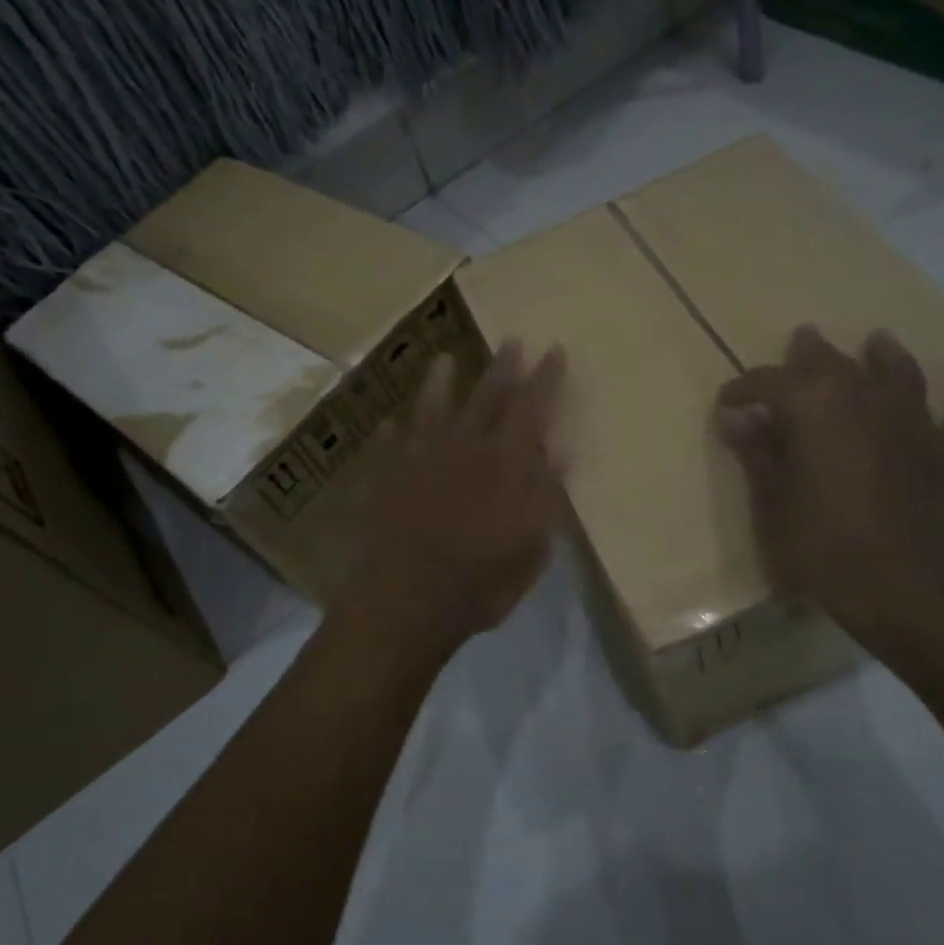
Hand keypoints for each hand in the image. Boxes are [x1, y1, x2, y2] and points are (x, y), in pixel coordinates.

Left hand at [337, 340, 566, 657]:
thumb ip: (544, 496)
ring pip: (431, 409)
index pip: (530, 408)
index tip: (554, 350)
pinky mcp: (384, 479)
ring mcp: (417, 460)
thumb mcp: (530, 548)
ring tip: (444, 358)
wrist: (402, 604)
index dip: (545, 379)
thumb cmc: (478, 583)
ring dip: (440, 382)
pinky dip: (394, 430)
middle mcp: (460, 449)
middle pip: (484, 398)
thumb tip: (559, 451)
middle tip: (510, 340)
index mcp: (502, 464)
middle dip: (501, 368)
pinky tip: (391, 422)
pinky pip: (389, 443)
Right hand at [715, 325, 943, 654]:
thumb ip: (756, 451)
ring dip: (885, 356)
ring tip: (878, 340)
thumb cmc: (822, 543)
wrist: (902, 586)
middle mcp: (863, 397)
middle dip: (808, 354)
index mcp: (813, 405)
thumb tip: (734, 414)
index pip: (768, 383)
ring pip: (896, 374)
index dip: (742, 391)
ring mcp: (911, 421)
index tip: (725, 407)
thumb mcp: (773, 500)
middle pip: (831, 364)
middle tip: (799, 340)